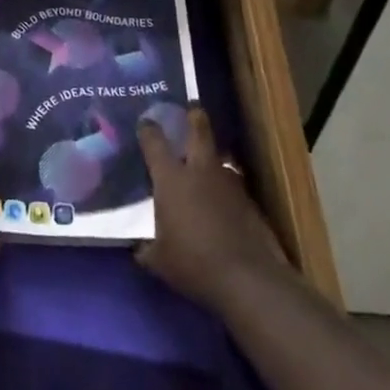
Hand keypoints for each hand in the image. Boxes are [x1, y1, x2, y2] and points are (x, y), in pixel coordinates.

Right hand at [135, 105, 288, 312]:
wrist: (248, 280)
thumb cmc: (194, 264)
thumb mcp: (160, 261)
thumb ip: (146, 249)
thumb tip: (139, 248)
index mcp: (171, 178)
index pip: (154, 141)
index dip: (148, 129)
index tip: (145, 122)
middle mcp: (199, 170)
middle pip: (198, 130)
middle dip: (193, 117)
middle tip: (191, 109)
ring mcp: (229, 183)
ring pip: (220, 157)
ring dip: (212, 156)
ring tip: (206, 162)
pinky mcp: (250, 202)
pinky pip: (233, 185)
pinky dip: (226, 188)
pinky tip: (223, 202)